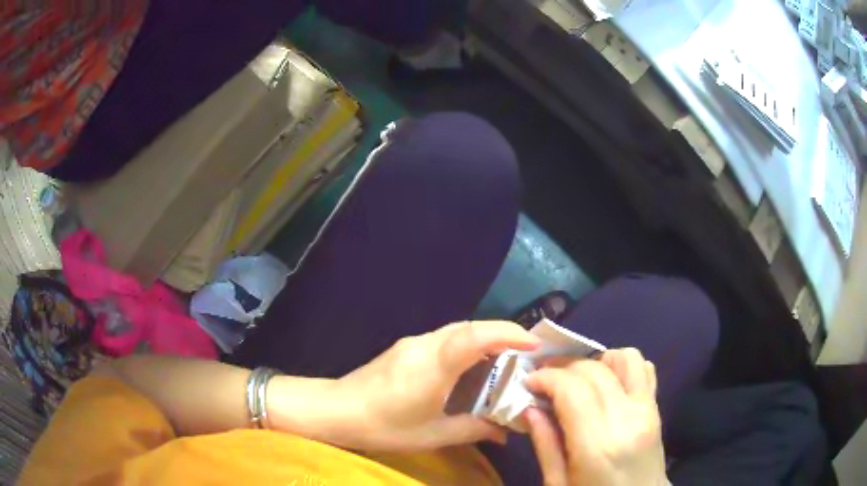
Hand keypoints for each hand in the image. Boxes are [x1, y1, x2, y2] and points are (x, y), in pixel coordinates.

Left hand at [324, 321, 540, 450]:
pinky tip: (471, 367)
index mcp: (434, 365)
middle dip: (504, 334)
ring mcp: (413, 342)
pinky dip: (467, 345)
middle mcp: (425, 344)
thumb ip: (473, 429)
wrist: (336, 410)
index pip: (476, 336)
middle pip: (471, 327)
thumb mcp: (432, 434)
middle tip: (527, 353)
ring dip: (485, 338)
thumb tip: (505, 431)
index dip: (508, 334)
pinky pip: (444, 338)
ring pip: (458, 330)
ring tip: (505, 360)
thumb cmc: (385, 426)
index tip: (535, 344)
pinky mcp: (405, 347)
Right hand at [525, 348, 666, 485]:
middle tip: (544, 379)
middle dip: (563, 367)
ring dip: (596, 361)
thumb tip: (529, 408)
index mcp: (597, 445)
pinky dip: (622, 366)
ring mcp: (647, 410)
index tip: (528, 382)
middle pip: (594, 370)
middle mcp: (626, 418)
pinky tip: (606, 383)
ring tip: (578, 379)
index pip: (571, 389)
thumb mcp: (558, 484)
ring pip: (625, 358)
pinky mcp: (657, 408)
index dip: (546, 377)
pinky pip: (645, 369)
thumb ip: (545, 445)